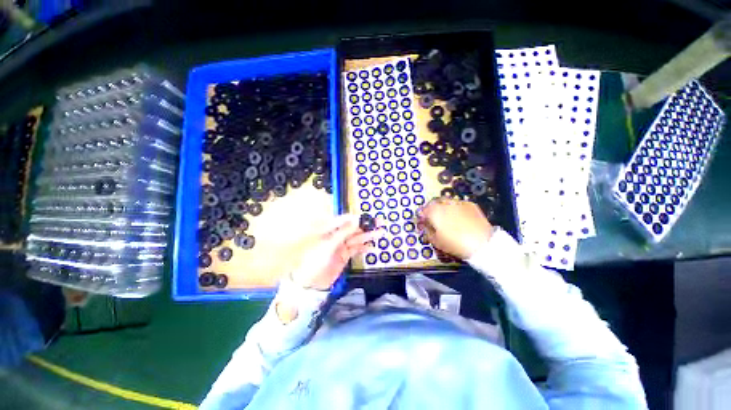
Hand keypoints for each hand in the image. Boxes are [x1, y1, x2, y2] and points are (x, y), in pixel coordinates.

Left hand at [292, 214, 382, 290]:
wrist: (309, 283)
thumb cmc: (314, 260)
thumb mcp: (329, 244)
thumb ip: (344, 232)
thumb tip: (356, 219)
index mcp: (328, 229)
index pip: (344, 220)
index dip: (357, 218)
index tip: (369, 217)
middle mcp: (335, 235)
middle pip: (352, 228)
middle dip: (365, 225)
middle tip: (380, 222)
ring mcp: (340, 246)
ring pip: (356, 238)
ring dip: (367, 236)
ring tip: (380, 233)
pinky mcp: (344, 256)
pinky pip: (355, 249)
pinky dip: (363, 248)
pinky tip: (371, 247)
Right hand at [417, 198, 492, 259]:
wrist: (482, 244)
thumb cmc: (454, 244)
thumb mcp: (436, 241)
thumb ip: (427, 231)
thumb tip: (425, 226)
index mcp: (434, 211)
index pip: (422, 211)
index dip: (421, 217)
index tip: (422, 222)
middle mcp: (444, 204)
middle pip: (433, 203)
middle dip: (431, 210)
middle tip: (433, 219)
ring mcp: (458, 203)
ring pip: (446, 202)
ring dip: (443, 208)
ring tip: (446, 217)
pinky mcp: (470, 205)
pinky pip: (458, 204)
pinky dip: (455, 208)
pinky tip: (458, 217)